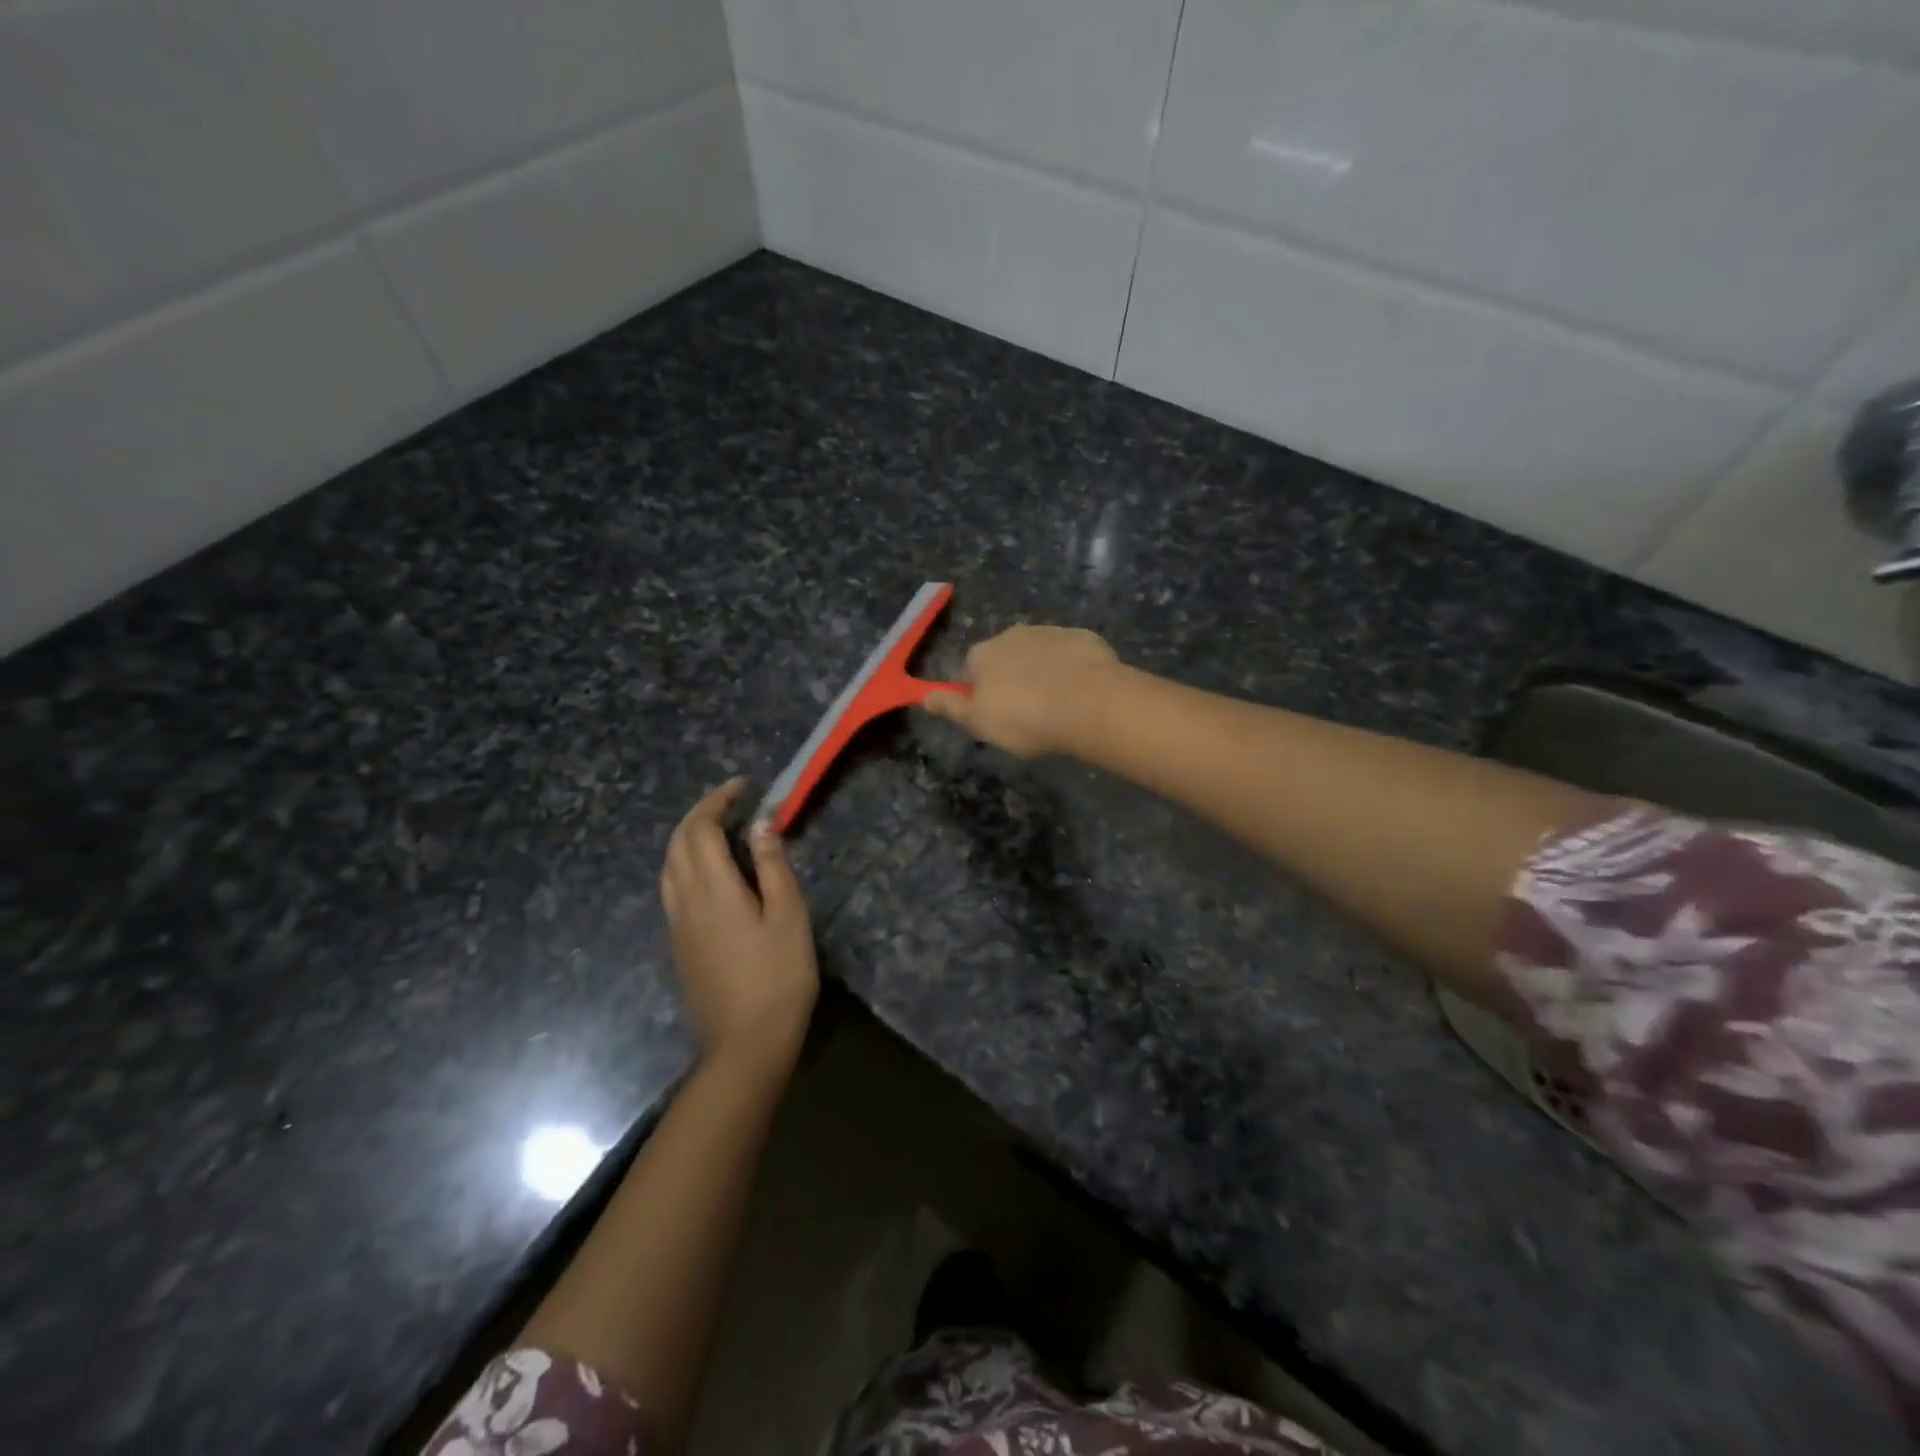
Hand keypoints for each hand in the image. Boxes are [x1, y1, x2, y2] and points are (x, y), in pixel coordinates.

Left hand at [659, 779, 817, 1074]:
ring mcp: (677, 925)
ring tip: (720, 830)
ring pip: (669, 866)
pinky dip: (686, 863)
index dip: (718, 801)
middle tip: (733, 802)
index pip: (701, 829)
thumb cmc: (778, 977)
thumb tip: (760, 825)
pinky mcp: (678, 945)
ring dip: (689, 838)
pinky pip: (672, 888)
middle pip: (678, 843)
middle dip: (701, 814)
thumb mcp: (789, 916)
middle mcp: (685, 901)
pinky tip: (711, 873)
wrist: (745, 1045)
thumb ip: (772, 866)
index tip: (743, 787)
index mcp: (713, 889)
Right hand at [921, 625, 1119, 758]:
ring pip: (1039, 654)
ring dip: (1042, 672)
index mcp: (983, 653)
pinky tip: (1081, 694)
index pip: (970, 670)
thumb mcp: (979, 722)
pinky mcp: (1084, 638)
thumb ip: (951, 707)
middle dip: (1012, 679)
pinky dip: (1072, 670)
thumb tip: (923, 697)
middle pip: (1005, 658)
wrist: (1088, 702)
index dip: (978, 694)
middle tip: (1025, 714)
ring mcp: (1051, 632)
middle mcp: (1013, 634)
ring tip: (1056, 706)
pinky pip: (1071, 655)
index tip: (992, 717)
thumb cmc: (1024, 718)